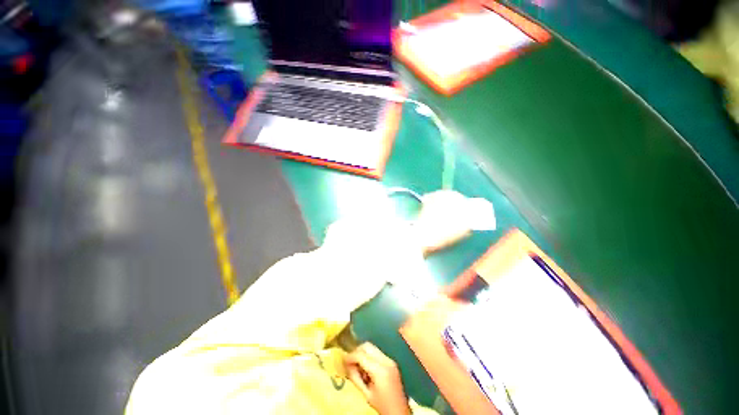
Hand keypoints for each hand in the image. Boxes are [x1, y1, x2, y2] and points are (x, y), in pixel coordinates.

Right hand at [344, 343, 410, 414]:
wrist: (400, 411)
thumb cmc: (382, 406)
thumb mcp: (366, 394)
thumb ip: (356, 378)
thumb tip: (346, 365)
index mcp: (379, 370)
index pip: (361, 355)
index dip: (350, 356)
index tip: (342, 360)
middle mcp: (386, 360)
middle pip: (367, 346)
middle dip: (356, 351)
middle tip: (349, 362)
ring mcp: (390, 360)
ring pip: (372, 348)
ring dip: (363, 354)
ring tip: (358, 367)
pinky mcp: (392, 362)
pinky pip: (377, 353)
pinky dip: (369, 357)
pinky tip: (367, 369)